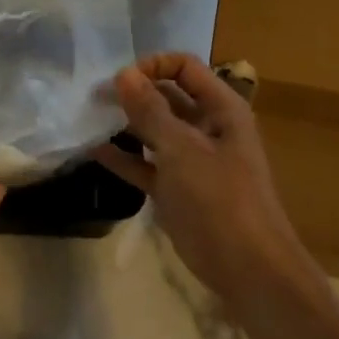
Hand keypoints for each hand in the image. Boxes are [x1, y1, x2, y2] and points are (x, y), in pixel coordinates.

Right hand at [94, 54, 313, 302]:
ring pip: (155, 130)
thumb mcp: (182, 150)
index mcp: (221, 109)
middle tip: (94, 95)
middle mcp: (207, 127)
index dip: (153, 66)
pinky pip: (146, 165)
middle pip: (167, 96)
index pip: (185, 68)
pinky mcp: (177, 190)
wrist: (249, 272)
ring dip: (126, 123)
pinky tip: (95, 150)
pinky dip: (124, 158)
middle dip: (133, 92)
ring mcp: (191, 160)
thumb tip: (123, 74)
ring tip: (90, 116)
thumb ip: (150, 110)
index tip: (120, 79)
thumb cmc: (220, 199)